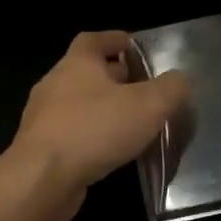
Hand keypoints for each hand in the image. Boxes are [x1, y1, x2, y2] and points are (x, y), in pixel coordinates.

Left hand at [9, 30, 190, 220]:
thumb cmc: (95, 129)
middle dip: (115, 78)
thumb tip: (181, 80)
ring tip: (132, 124)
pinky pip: (70, 134)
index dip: (114, 40)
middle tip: (144, 89)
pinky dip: (91, 137)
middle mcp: (55, 84)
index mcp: (77, 63)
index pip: (94, 40)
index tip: (135, 47)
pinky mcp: (39, 149)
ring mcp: (43, 118)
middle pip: (87, 72)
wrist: (41, 180)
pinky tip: (110, 152)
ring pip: (78, 105)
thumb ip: (171, 88)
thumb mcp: (148, 105)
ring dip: (102, 110)